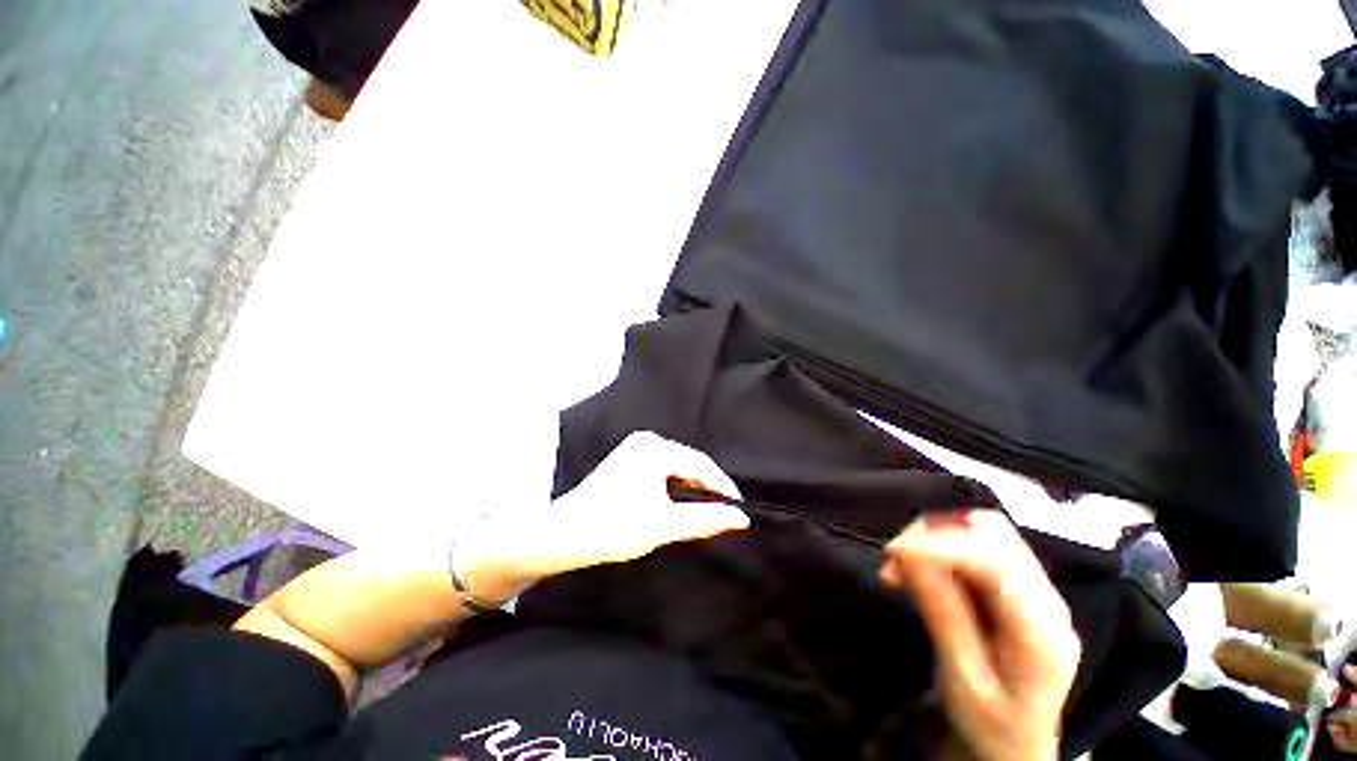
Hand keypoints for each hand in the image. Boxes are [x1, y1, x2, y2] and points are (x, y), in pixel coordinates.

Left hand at [460, 431, 749, 600]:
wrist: (562, 535)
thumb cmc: (614, 528)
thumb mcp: (664, 525)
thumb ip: (705, 519)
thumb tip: (741, 519)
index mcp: (655, 448)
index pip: (701, 464)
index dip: (723, 486)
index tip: (739, 509)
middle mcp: (646, 441)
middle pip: (688, 463)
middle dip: (707, 487)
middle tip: (724, 513)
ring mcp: (634, 449)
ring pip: (676, 467)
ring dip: (691, 487)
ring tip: (706, 510)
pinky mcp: (627, 460)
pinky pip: (662, 469)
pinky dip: (674, 486)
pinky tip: (679, 502)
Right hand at [880, 510, 1080, 760]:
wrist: (1016, 746)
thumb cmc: (992, 725)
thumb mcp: (963, 679)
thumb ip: (942, 614)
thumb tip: (907, 554)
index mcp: (1042, 630)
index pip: (997, 560)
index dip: (942, 544)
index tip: (894, 551)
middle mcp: (1045, 598)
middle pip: (992, 534)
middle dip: (934, 534)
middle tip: (893, 558)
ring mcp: (1033, 589)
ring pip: (980, 533)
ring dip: (932, 538)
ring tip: (898, 566)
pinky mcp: (1012, 587)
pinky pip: (972, 548)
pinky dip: (936, 549)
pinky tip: (913, 569)